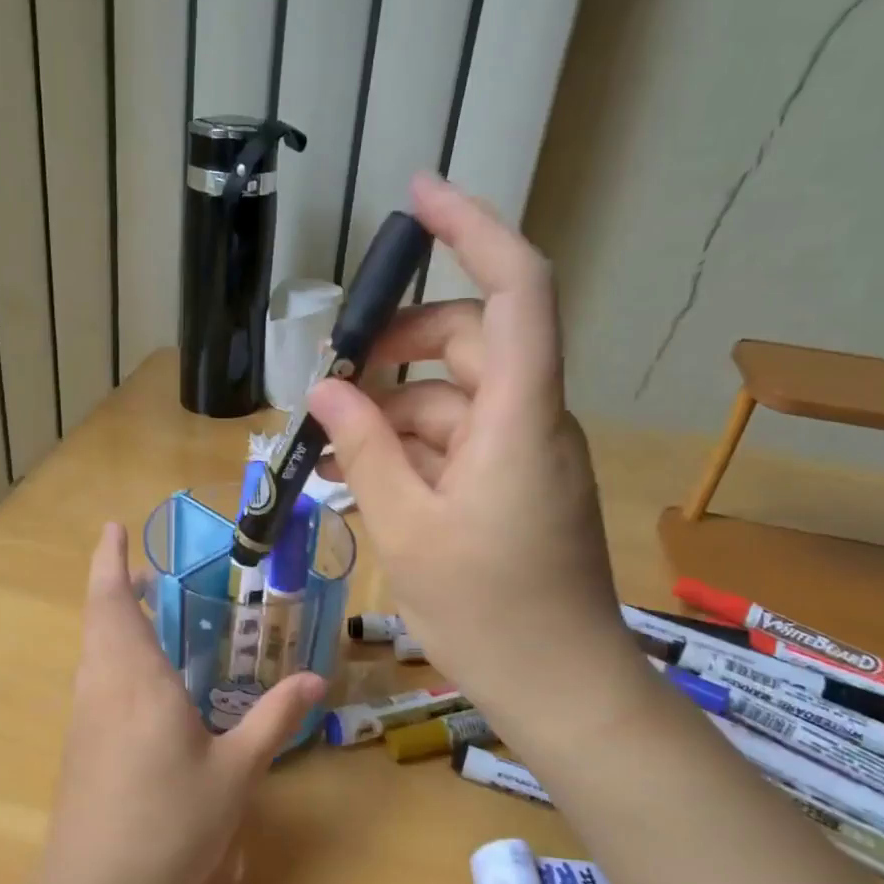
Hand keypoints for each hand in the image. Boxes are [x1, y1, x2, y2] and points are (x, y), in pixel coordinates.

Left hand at [37, 524, 323, 883]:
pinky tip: (150, 686)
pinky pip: (96, 681)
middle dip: (117, 585)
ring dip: (116, 623)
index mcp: (134, 678)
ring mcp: (84, 718)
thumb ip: (275, 719)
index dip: (108, 560)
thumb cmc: (170, 823)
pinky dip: (116, 658)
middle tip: (154, 573)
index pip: (112, 600)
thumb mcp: (236, 771)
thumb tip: (318, 680)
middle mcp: (101, 686)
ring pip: (94, 650)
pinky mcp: (80, 747)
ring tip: (156, 618)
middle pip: (100, 618)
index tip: (112, 527)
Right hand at [307, 175, 647, 755]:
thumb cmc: (488, 612)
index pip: (517, 287)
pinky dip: (410, 448)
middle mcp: (532, 419)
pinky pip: (458, 442)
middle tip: (332, 379)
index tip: (417, 196)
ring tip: (329, 447)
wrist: (560, 687)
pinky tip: (359, 476)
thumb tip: (324, 392)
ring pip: (455, 398)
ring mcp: (525, 454)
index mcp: (520, 416)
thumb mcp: (407, 528)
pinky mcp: (515, 485)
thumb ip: (365, 450)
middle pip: (470, 342)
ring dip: (392, 410)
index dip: (474, 228)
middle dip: (397, 348)